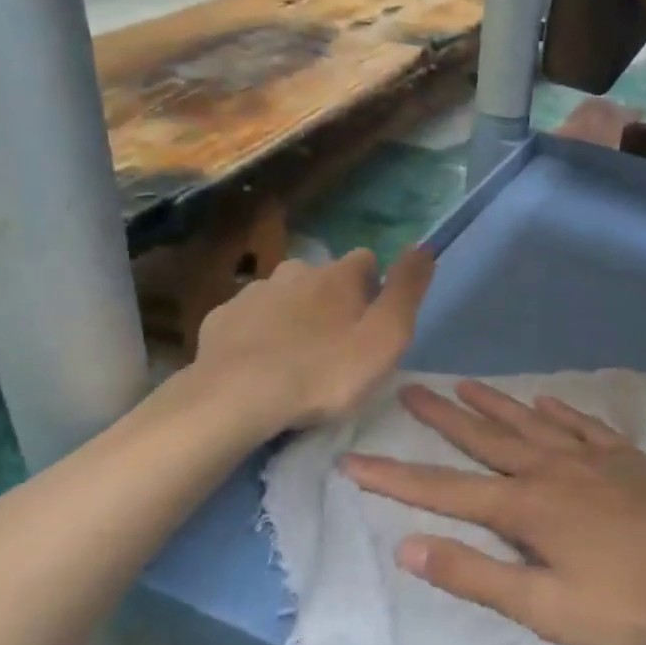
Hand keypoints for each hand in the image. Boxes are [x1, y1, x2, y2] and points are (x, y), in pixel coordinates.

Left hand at [190, 249, 432, 430]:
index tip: (372, 322)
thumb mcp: (386, 337)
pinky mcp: (220, 319)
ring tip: (295, 359)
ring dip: (293, 316)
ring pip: (283, 296)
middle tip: (335, 347)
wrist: (236, 398)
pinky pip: (249, 319)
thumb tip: (425, 246)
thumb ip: (407, 291)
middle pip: (323, 277)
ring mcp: (253, 293)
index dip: (374, 287)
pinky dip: (258, 334)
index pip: (366, 260)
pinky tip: (259, 365)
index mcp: (338, 275)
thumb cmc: (324, 371)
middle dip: (331, 301)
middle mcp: (295, 271)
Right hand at [345, 380, 645, 644]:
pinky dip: (559, 411)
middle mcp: (549, 469)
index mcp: (524, 507)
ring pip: (530, 422)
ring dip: (495, 404)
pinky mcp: (623, 457)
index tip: (355, 460)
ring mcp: (589, 457)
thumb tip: (409, 546)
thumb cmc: (623, 601)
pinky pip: (582, 424)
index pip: (444, 490)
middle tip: (411, 388)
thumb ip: (475, 575)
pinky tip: (546, 401)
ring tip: (465, 384)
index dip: (396, 477)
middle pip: (485, 439)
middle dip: (442, 417)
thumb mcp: (543, 607)